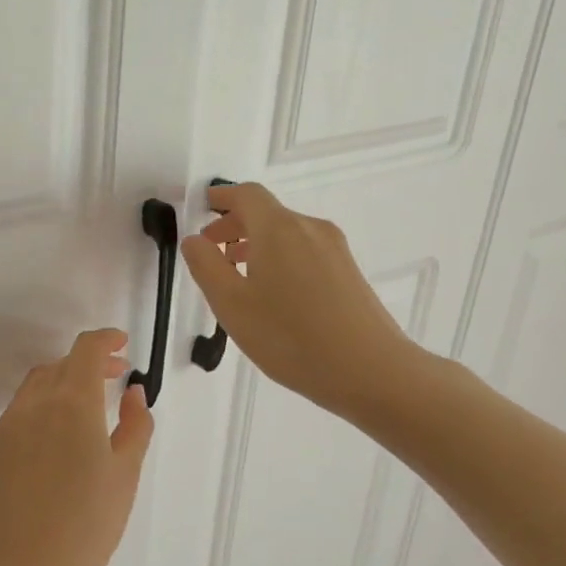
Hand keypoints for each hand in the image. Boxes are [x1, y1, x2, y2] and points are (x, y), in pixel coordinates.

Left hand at [0, 329, 154, 565]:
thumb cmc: (88, 524)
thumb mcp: (125, 474)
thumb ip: (134, 425)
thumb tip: (131, 391)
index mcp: (71, 403)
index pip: (86, 350)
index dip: (105, 339)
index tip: (122, 344)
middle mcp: (34, 404)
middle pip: (61, 365)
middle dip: (89, 363)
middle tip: (115, 377)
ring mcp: (7, 426)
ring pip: (36, 386)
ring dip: (62, 383)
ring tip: (86, 406)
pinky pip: (19, 414)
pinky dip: (41, 409)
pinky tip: (56, 440)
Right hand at [180, 183, 417, 419]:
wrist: (370, 371)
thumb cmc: (289, 336)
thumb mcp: (231, 304)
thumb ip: (206, 266)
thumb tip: (194, 240)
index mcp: (278, 228)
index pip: (246, 194)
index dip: (222, 196)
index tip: (203, 206)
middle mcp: (309, 228)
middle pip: (267, 213)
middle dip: (235, 225)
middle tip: (211, 251)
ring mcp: (334, 250)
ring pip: (286, 234)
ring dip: (256, 245)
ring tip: (237, 277)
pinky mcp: (348, 272)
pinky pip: (304, 251)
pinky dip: (279, 259)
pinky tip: (272, 295)